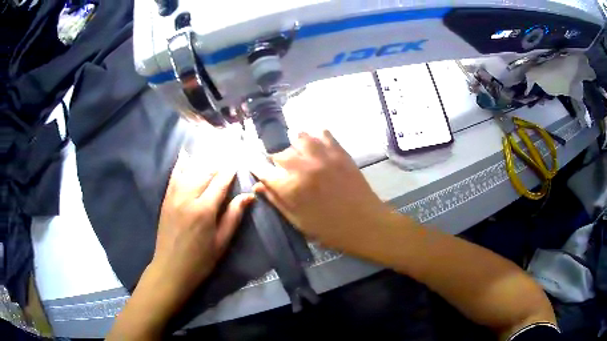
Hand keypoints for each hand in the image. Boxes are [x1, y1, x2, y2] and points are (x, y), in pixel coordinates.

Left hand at [152, 151, 254, 295]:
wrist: (171, 268)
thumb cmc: (200, 260)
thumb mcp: (222, 242)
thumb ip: (234, 216)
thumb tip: (249, 196)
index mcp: (204, 210)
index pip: (220, 182)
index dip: (230, 171)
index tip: (237, 163)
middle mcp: (187, 197)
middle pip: (204, 172)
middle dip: (217, 164)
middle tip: (227, 160)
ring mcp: (174, 196)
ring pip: (189, 170)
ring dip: (202, 162)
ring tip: (212, 158)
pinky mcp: (166, 199)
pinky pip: (174, 175)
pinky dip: (182, 165)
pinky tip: (187, 156)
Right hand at [252, 130, 391, 251]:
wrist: (365, 224)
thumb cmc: (329, 229)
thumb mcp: (298, 221)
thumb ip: (276, 200)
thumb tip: (258, 185)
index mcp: (290, 187)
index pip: (262, 170)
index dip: (257, 169)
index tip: (257, 170)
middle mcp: (303, 166)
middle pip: (279, 154)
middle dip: (277, 164)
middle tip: (285, 174)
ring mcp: (323, 155)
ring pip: (298, 138)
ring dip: (295, 148)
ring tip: (301, 159)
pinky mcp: (339, 151)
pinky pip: (323, 133)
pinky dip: (316, 138)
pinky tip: (318, 150)